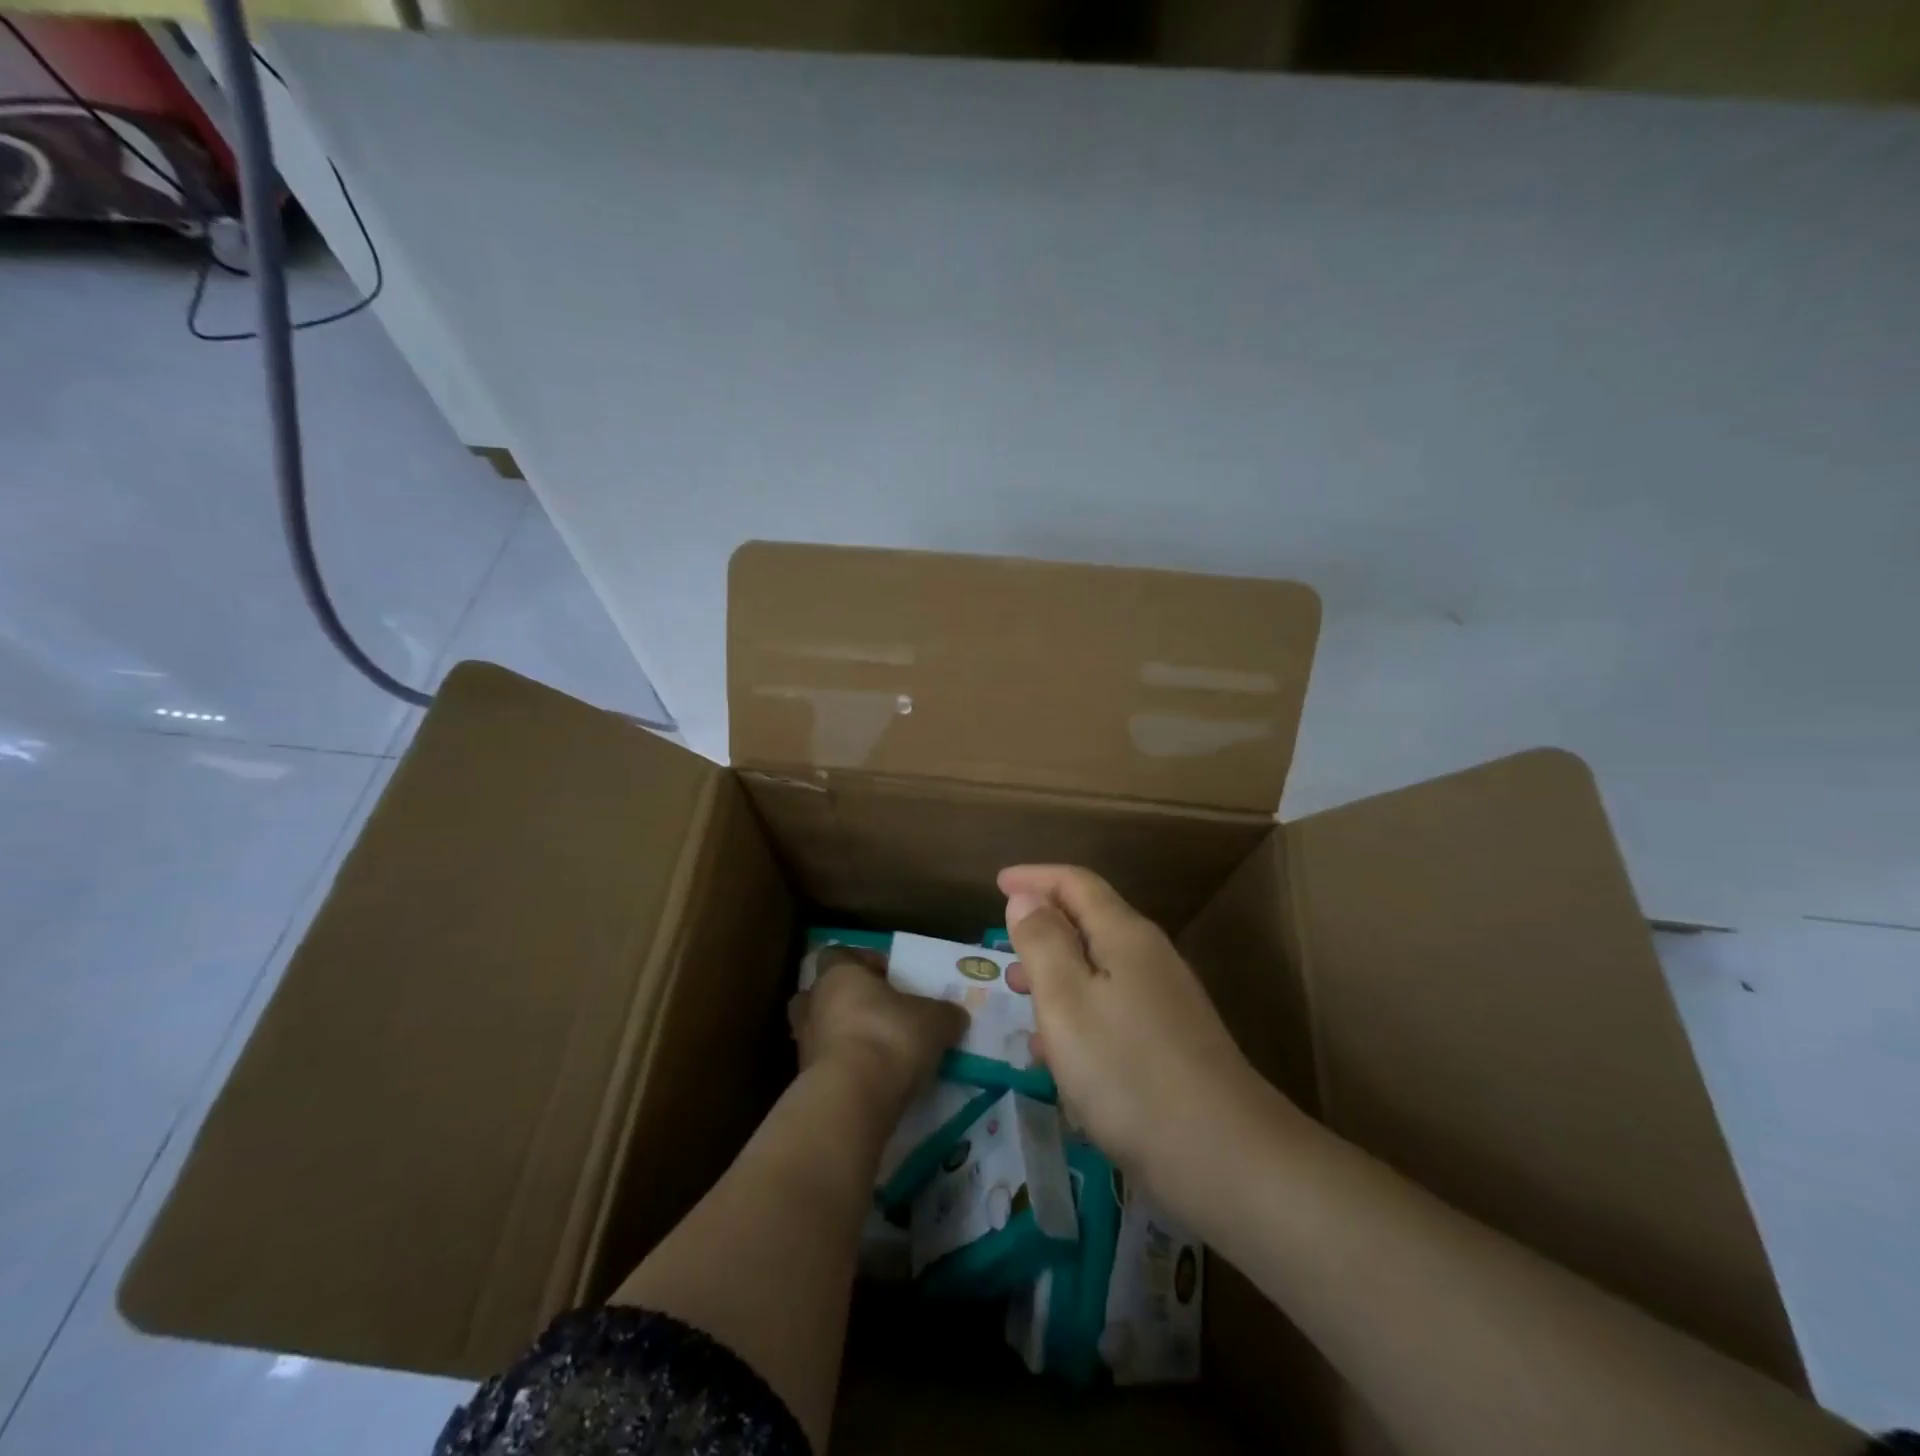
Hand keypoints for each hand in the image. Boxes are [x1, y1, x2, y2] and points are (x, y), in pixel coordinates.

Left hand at [789, 947, 966, 1106]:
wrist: (852, 1099)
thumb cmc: (890, 1037)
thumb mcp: (935, 1020)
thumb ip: (944, 1013)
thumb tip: (954, 1016)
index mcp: (839, 973)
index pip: (839, 954)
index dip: (863, 963)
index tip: (888, 978)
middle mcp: (813, 1002)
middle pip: (822, 992)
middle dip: (845, 1001)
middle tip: (877, 1013)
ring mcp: (803, 1043)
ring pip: (819, 1030)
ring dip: (841, 1037)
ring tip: (875, 1050)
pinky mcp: (804, 1081)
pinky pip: (824, 1065)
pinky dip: (842, 1068)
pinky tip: (870, 1080)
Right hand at [1000, 865, 1265, 1175]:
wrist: (1224, 1157)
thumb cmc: (1127, 1071)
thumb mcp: (1066, 1001)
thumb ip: (1042, 942)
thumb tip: (1026, 895)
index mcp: (1124, 936)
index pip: (1076, 883)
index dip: (1034, 878)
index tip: (996, 882)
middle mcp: (1149, 959)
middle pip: (1089, 923)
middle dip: (1042, 930)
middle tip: (1002, 952)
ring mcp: (1165, 1003)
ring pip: (1098, 971)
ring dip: (1055, 977)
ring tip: (1019, 1000)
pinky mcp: (1171, 1045)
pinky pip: (1111, 1011)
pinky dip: (1077, 1017)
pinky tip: (1056, 1057)